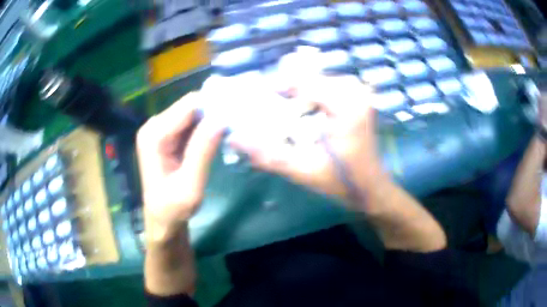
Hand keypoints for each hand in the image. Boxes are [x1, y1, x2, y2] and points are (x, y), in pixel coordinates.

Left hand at [137, 92, 225, 244]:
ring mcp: (159, 129)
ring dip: (210, 120)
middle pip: (189, 106)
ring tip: (230, 130)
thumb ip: (202, 151)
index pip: (188, 106)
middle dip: (212, 112)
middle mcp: (154, 126)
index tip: (235, 116)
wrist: (162, 220)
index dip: (213, 107)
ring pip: (192, 113)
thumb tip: (220, 119)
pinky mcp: (167, 135)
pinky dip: (205, 127)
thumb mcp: (190, 185)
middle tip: (235, 124)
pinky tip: (217, 136)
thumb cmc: (173, 209)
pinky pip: (190, 123)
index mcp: (154, 135)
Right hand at [232, 75, 387, 212]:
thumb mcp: (303, 170)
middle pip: (310, 78)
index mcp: (346, 106)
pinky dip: (313, 96)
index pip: (303, 81)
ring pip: (318, 80)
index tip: (259, 101)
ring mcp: (360, 93)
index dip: (277, 88)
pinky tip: (307, 113)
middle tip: (273, 111)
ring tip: (288, 112)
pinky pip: (329, 86)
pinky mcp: (360, 98)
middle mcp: (356, 92)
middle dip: (288, 92)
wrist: (371, 187)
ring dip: (300, 94)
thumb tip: (235, 139)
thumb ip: (268, 156)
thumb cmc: (342, 181)